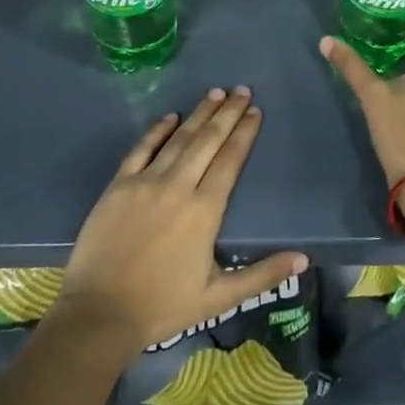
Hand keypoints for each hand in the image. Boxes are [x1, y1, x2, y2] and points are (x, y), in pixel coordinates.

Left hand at [54, 87, 306, 359]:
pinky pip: (141, 149)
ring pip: (179, 139)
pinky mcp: (119, 185)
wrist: (99, 314)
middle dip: (227, 113)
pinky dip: (157, 130)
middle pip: (208, 140)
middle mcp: (178, 186)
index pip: (230, 160)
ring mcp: (145, 182)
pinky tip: (170, 116)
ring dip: (199, 114)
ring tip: (216, 93)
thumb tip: (304, 259)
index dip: (244, 133)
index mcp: (205, 210)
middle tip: (242, 90)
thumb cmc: (162, 306)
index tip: (255, 111)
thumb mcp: (219, 298)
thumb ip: (262, 275)